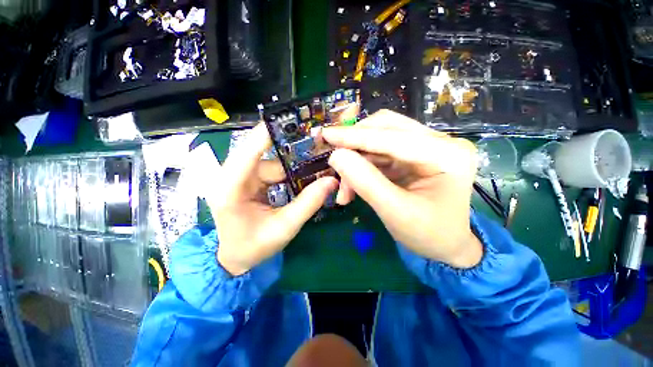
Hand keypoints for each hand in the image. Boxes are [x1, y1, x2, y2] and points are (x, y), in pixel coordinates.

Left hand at [208, 123, 337, 275]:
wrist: (234, 258)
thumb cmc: (253, 247)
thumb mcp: (284, 227)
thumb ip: (308, 203)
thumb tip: (331, 181)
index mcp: (230, 186)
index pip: (250, 148)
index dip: (272, 131)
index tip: (296, 119)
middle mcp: (231, 175)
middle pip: (265, 153)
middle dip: (292, 150)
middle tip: (319, 147)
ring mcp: (239, 176)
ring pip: (272, 161)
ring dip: (294, 164)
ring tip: (317, 164)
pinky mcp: (248, 180)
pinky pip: (272, 169)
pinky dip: (289, 172)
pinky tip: (304, 176)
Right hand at [323, 110, 482, 267]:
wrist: (446, 245)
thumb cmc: (428, 234)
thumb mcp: (394, 212)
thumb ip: (365, 182)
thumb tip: (336, 156)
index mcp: (448, 155)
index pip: (392, 138)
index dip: (355, 136)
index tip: (326, 134)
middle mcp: (441, 142)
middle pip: (387, 128)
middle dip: (356, 144)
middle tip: (334, 161)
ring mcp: (428, 145)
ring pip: (380, 139)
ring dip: (357, 158)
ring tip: (344, 188)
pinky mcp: (415, 153)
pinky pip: (381, 151)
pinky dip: (363, 164)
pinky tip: (353, 183)